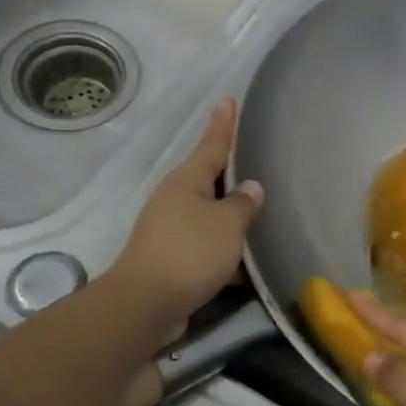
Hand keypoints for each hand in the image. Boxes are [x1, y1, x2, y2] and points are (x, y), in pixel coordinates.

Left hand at [108, 98, 262, 339]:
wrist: (145, 304)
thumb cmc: (190, 253)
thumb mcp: (228, 224)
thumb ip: (243, 204)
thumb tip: (250, 188)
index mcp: (186, 182)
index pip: (211, 145)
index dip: (223, 124)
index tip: (228, 100)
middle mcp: (175, 199)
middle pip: (208, 179)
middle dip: (230, 172)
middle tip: (254, 158)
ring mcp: (170, 229)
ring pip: (209, 214)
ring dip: (230, 215)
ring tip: (259, 213)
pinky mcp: (171, 258)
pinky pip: (206, 243)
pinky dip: (225, 248)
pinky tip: (246, 261)